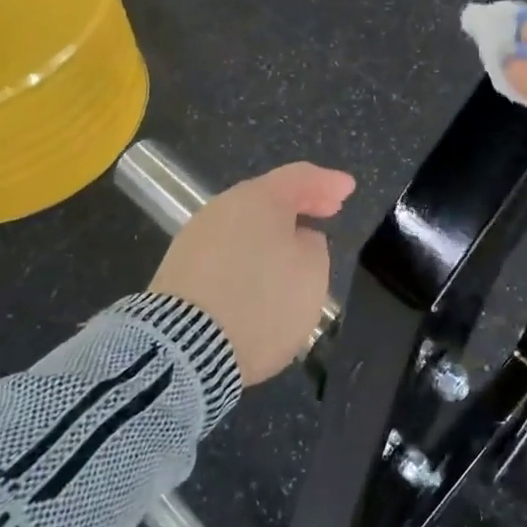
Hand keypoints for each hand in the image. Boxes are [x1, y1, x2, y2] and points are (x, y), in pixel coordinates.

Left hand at [148, 162, 355, 383]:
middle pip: (267, 198)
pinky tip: (260, 276)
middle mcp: (223, 208)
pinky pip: (226, 252)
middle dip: (299, 205)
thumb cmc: (262, 302)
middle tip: (327, 212)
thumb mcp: (312, 274)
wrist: (185, 348)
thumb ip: (313, 246)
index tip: (348, 189)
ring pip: (245, 225)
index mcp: (259, 199)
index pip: (300, 177)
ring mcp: (196, 237)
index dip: (328, 182)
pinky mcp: (179, 269)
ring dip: (272, 233)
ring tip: (294, 251)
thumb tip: (298, 238)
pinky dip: (249, 256)